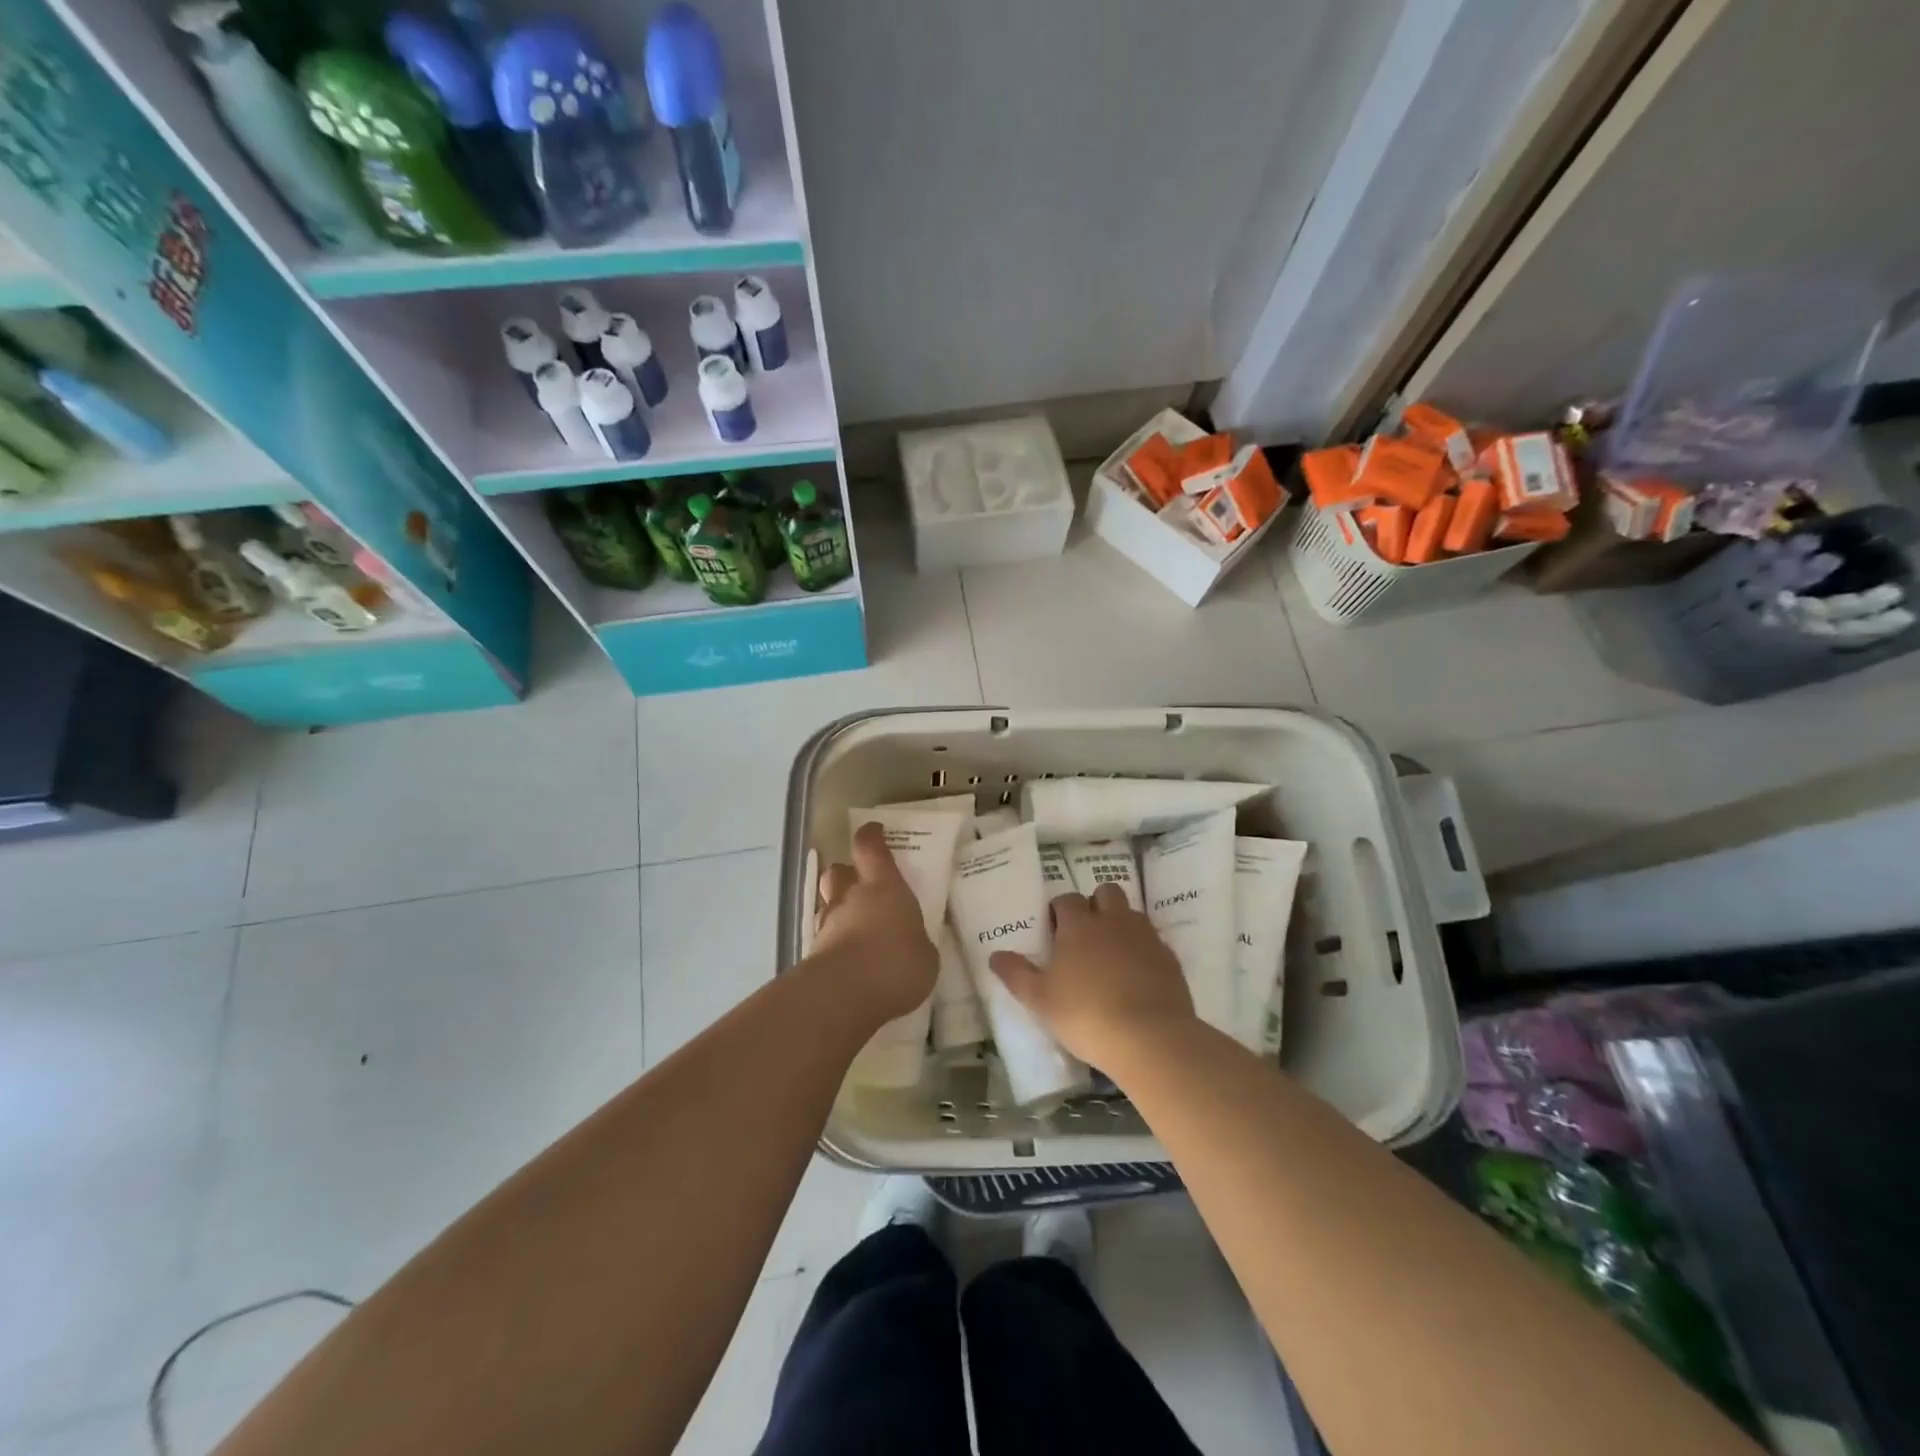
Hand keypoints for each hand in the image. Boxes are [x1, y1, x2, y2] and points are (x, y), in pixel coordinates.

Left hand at [807, 821, 937, 1026]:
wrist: (844, 995)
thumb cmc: (896, 963)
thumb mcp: (925, 955)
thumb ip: (917, 942)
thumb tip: (913, 944)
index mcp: (884, 886)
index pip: (870, 847)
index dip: (871, 836)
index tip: (874, 831)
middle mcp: (851, 896)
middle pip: (839, 871)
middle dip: (848, 873)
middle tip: (862, 884)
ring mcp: (828, 924)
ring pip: (829, 903)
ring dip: (839, 909)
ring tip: (856, 926)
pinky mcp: (814, 953)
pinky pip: (826, 937)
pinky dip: (835, 942)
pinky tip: (850, 959)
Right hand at [989, 884, 1195, 1066]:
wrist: (1150, 1037)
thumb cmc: (1085, 1014)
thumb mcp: (1040, 999)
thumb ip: (1016, 974)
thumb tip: (994, 954)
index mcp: (1079, 925)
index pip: (1066, 899)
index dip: (1059, 911)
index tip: (1054, 931)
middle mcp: (1113, 920)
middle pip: (1105, 892)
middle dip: (1095, 904)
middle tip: (1085, 935)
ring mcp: (1145, 936)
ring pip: (1131, 913)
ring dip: (1120, 923)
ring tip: (1111, 954)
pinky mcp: (1169, 957)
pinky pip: (1153, 941)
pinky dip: (1142, 949)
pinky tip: (1136, 975)